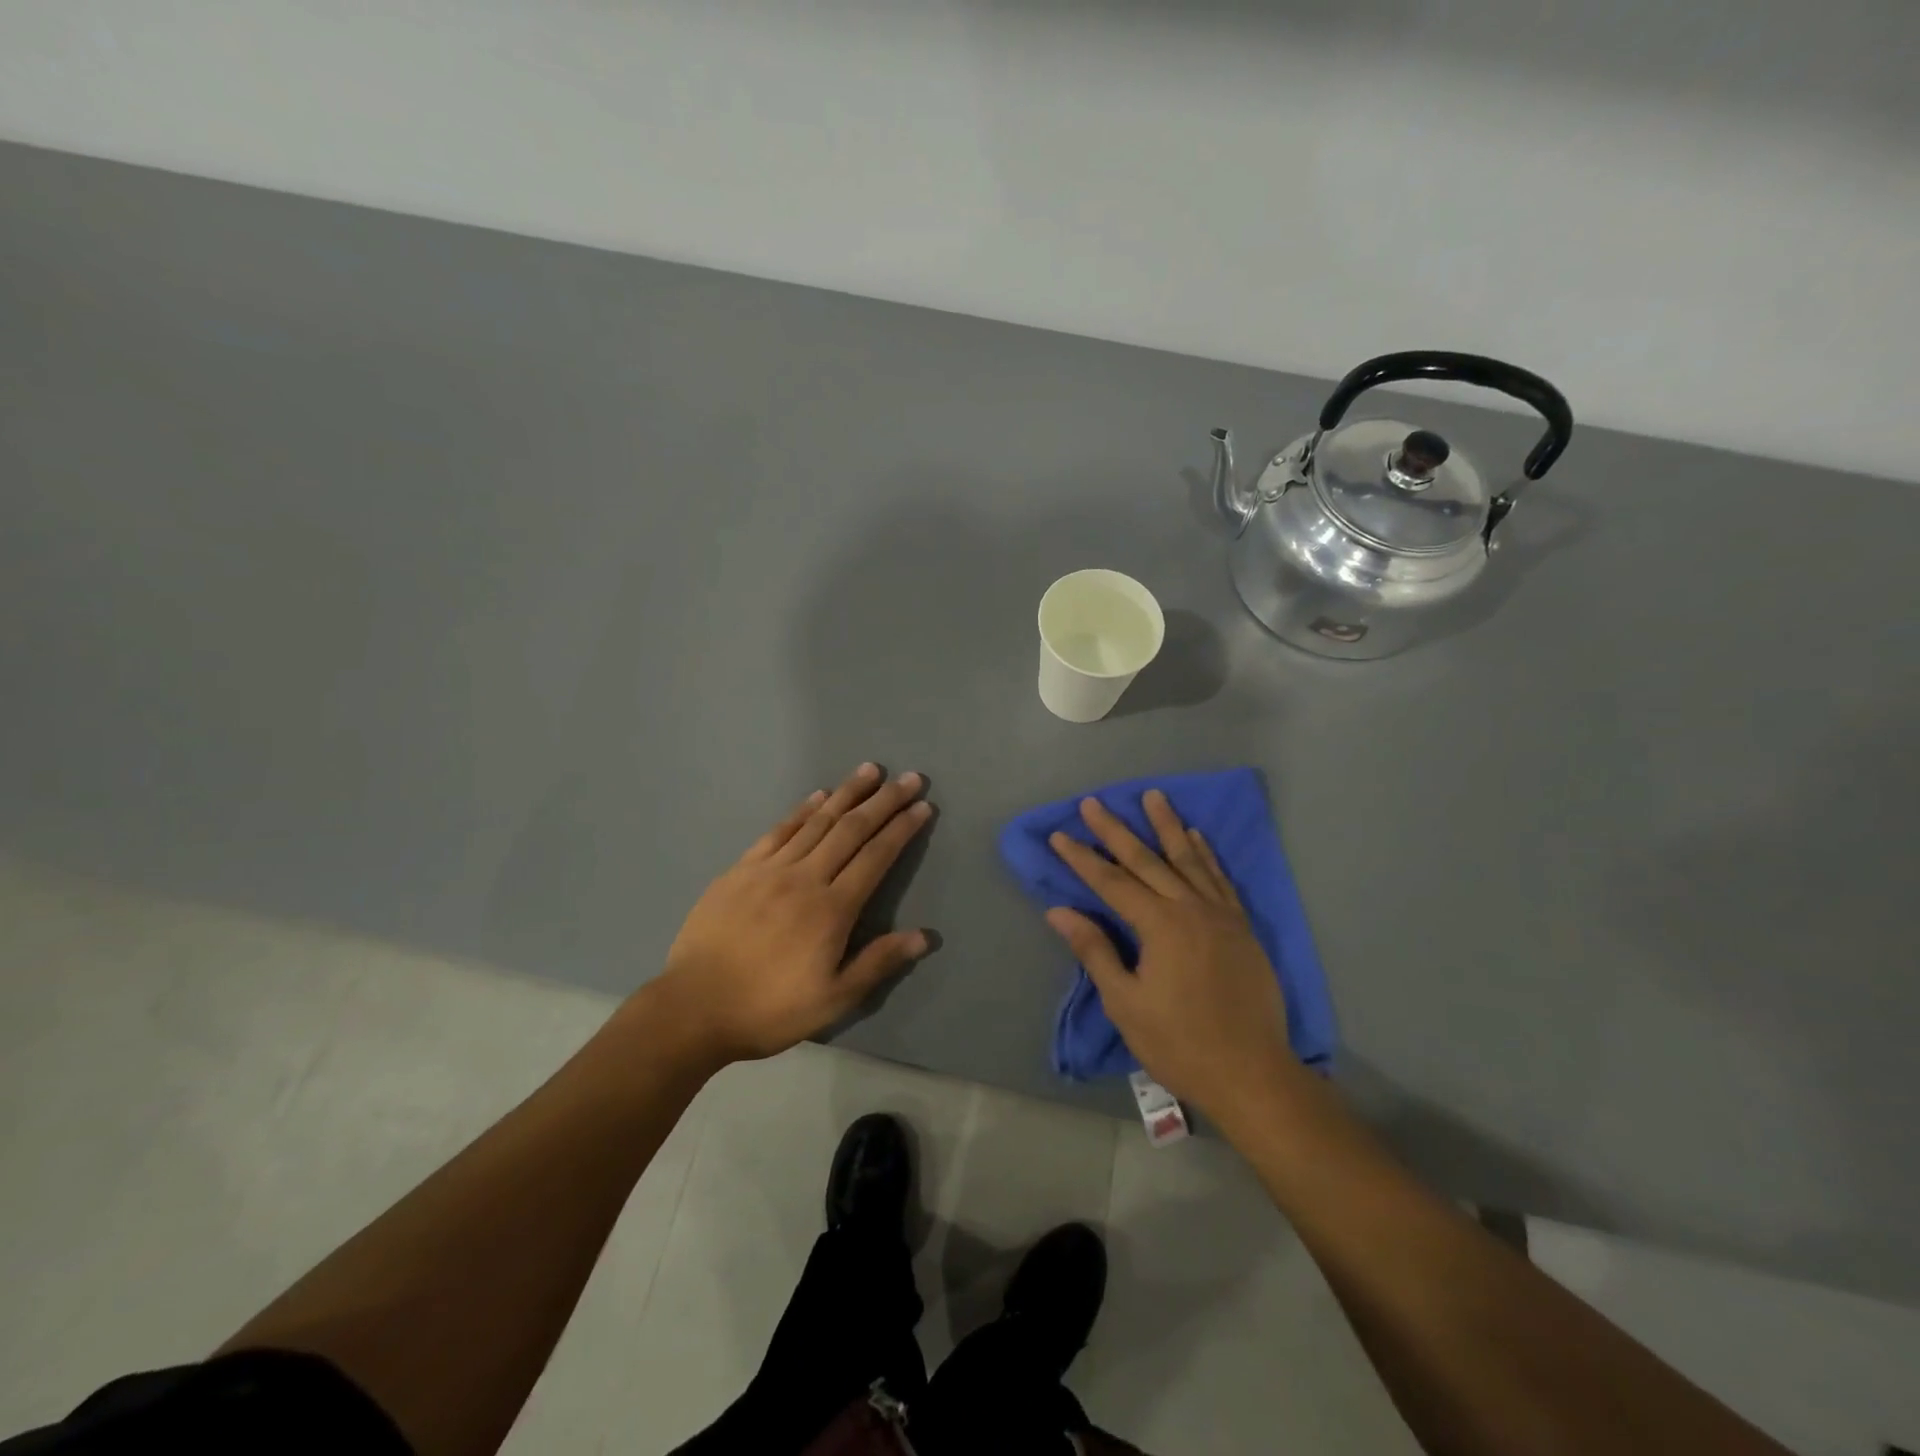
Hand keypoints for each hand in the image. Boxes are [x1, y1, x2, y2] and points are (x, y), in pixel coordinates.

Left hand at [644, 764, 934, 1066]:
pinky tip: (817, 795)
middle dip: (884, 801)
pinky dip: (802, 810)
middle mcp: (805, 878)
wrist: (693, 1008)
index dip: (902, 829)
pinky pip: (778, 831)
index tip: (923, 806)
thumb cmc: (770, 1008)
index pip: (876, 857)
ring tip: (870, 770)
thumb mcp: (833, 999)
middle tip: (909, 778)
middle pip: (851, 829)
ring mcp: (770, 869)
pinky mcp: (741, 869)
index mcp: (832, 909)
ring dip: (847, 793)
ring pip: (816, 821)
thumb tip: (925, 936)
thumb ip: (878, 963)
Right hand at [1045, 791, 1295, 1121]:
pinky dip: (1207, 855)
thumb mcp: (1126, 1003)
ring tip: (1153, 796)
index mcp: (1160, 926)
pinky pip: (1220, 879)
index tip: (1059, 834)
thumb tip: (1059, 912)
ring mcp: (1221, 916)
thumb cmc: (1179, 1043)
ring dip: (1167, 826)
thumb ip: (1095, 951)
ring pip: (1189, 859)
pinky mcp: (1242, 928)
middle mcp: (1191, 909)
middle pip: (1148, 860)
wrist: (1252, 1074)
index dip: (1083, 858)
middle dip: (1116, 830)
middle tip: (1094, 802)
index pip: (1112, 882)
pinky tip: (1197, 837)